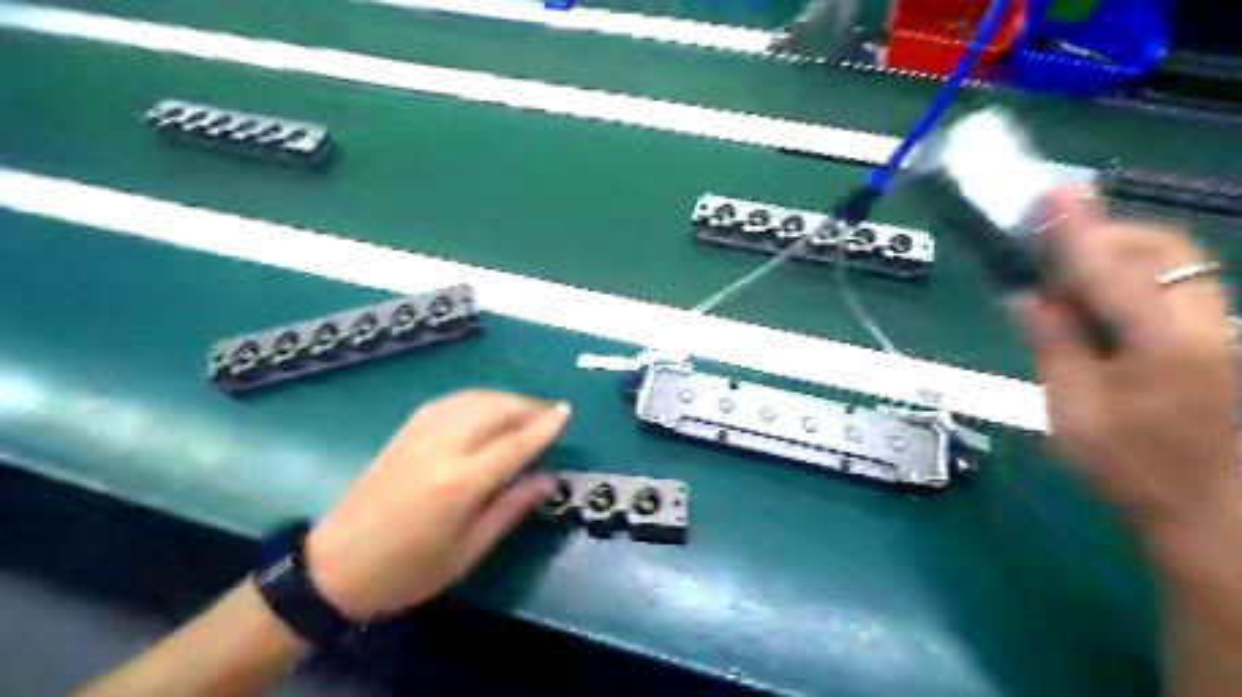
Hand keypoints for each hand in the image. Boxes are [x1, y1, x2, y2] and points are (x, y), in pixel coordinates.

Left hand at [306, 389, 571, 616]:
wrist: (333, 567)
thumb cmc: (408, 571)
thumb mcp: (468, 552)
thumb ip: (510, 509)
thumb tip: (547, 478)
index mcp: (461, 483)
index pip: (515, 443)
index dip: (545, 426)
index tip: (567, 412)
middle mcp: (443, 449)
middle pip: (497, 411)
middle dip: (529, 406)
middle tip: (551, 413)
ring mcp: (420, 435)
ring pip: (474, 399)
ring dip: (506, 398)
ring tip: (525, 409)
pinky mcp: (404, 432)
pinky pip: (449, 401)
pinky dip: (477, 398)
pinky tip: (486, 406)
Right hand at [1014, 188, 1234, 530]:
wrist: (1208, 512)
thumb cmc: (1128, 468)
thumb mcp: (1071, 412)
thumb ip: (1052, 346)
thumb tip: (1026, 296)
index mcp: (1160, 350)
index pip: (1110, 275)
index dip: (1076, 234)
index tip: (1051, 195)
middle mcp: (1202, 328)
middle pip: (1163, 251)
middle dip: (1105, 236)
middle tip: (1050, 250)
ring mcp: (1217, 332)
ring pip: (1173, 264)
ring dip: (1117, 255)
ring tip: (1067, 277)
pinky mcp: (1214, 339)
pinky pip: (1172, 286)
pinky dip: (1131, 278)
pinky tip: (1097, 302)